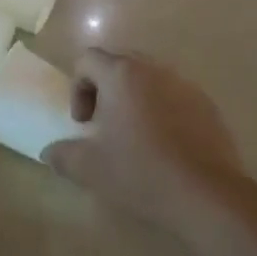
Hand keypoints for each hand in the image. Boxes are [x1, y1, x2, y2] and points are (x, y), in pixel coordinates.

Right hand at [43, 48, 244, 228]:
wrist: (208, 195)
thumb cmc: (141, 172)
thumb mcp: (91, 169)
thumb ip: (63, 155)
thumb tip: (49, 152)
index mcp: (121, 74)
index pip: (88, 59)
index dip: (78, 88)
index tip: (84, 124)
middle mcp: (153, 69)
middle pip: (119, 64)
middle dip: (106, 90)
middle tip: (105, 125)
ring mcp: (184, 85)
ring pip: (149, 80)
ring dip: (136, 100)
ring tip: (136, 137)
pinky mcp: (208, 106)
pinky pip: (175, 97)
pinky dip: (164, 112)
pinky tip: (166, 148)